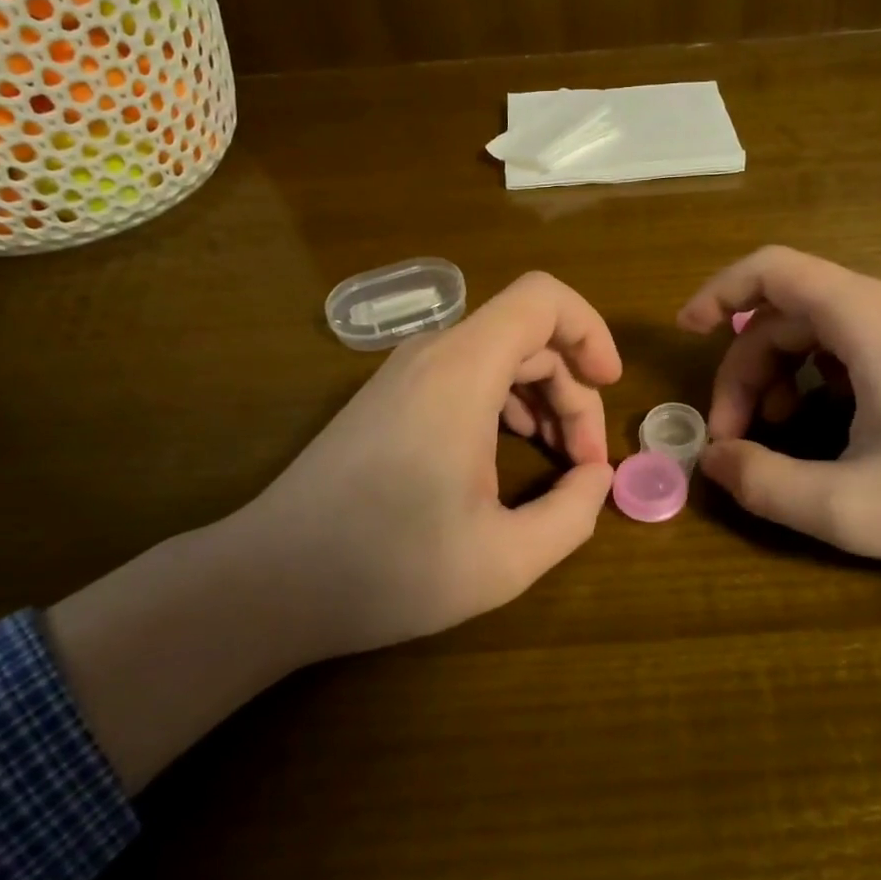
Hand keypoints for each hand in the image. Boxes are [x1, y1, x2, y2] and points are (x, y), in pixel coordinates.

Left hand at [211, 270, 619, 660]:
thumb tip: (597, 479)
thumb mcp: (504, 560)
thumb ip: (572, 515)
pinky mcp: (389, 397)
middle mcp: (433, 355)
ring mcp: (404, 373)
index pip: (543, 299)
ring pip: (498, 353)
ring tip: (559, 458)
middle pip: (528, 334)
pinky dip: (504, 401)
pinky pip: (465, 373)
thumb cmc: (388, 569)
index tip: (611, 387)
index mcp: (463, 372)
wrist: (270, 581)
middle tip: (586, 462)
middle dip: (573, 388)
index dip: (590, 330)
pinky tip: (510, 451)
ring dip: (542, 396)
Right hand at [677, 247, 880, 624]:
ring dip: (780, 376)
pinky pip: (854, 345)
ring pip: (818, 331)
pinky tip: (830, 430)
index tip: (684, 333)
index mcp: (869, 319)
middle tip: (734, 438)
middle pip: (787, 313)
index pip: (771, 270)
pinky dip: (819, 379)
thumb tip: (712, 461)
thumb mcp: (853, 508)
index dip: (717, 292)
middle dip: (746, 370)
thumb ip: (765, 484)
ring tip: (778, 436)